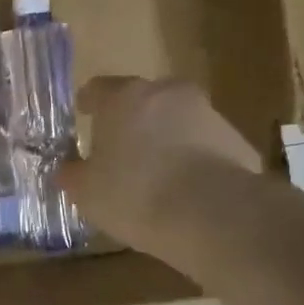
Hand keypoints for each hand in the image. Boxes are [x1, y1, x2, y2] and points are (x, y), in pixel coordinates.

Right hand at [59, 77, 263, 255]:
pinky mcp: (237, 141)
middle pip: (143, 100)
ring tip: (155, 174)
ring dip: (165, 138)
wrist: (213, 215)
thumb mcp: (87, 192)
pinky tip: (185, 191)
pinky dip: (193, 160)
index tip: (84, 113)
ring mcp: (207, 114)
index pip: (98, 88)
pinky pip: (204, 146)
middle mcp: (167, 94)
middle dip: (131, 119)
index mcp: (124, 98)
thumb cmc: (135, 194)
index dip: (89, 103)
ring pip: (177, 120)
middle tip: (120, 148)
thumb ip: (73, 174)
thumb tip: (67, 169)